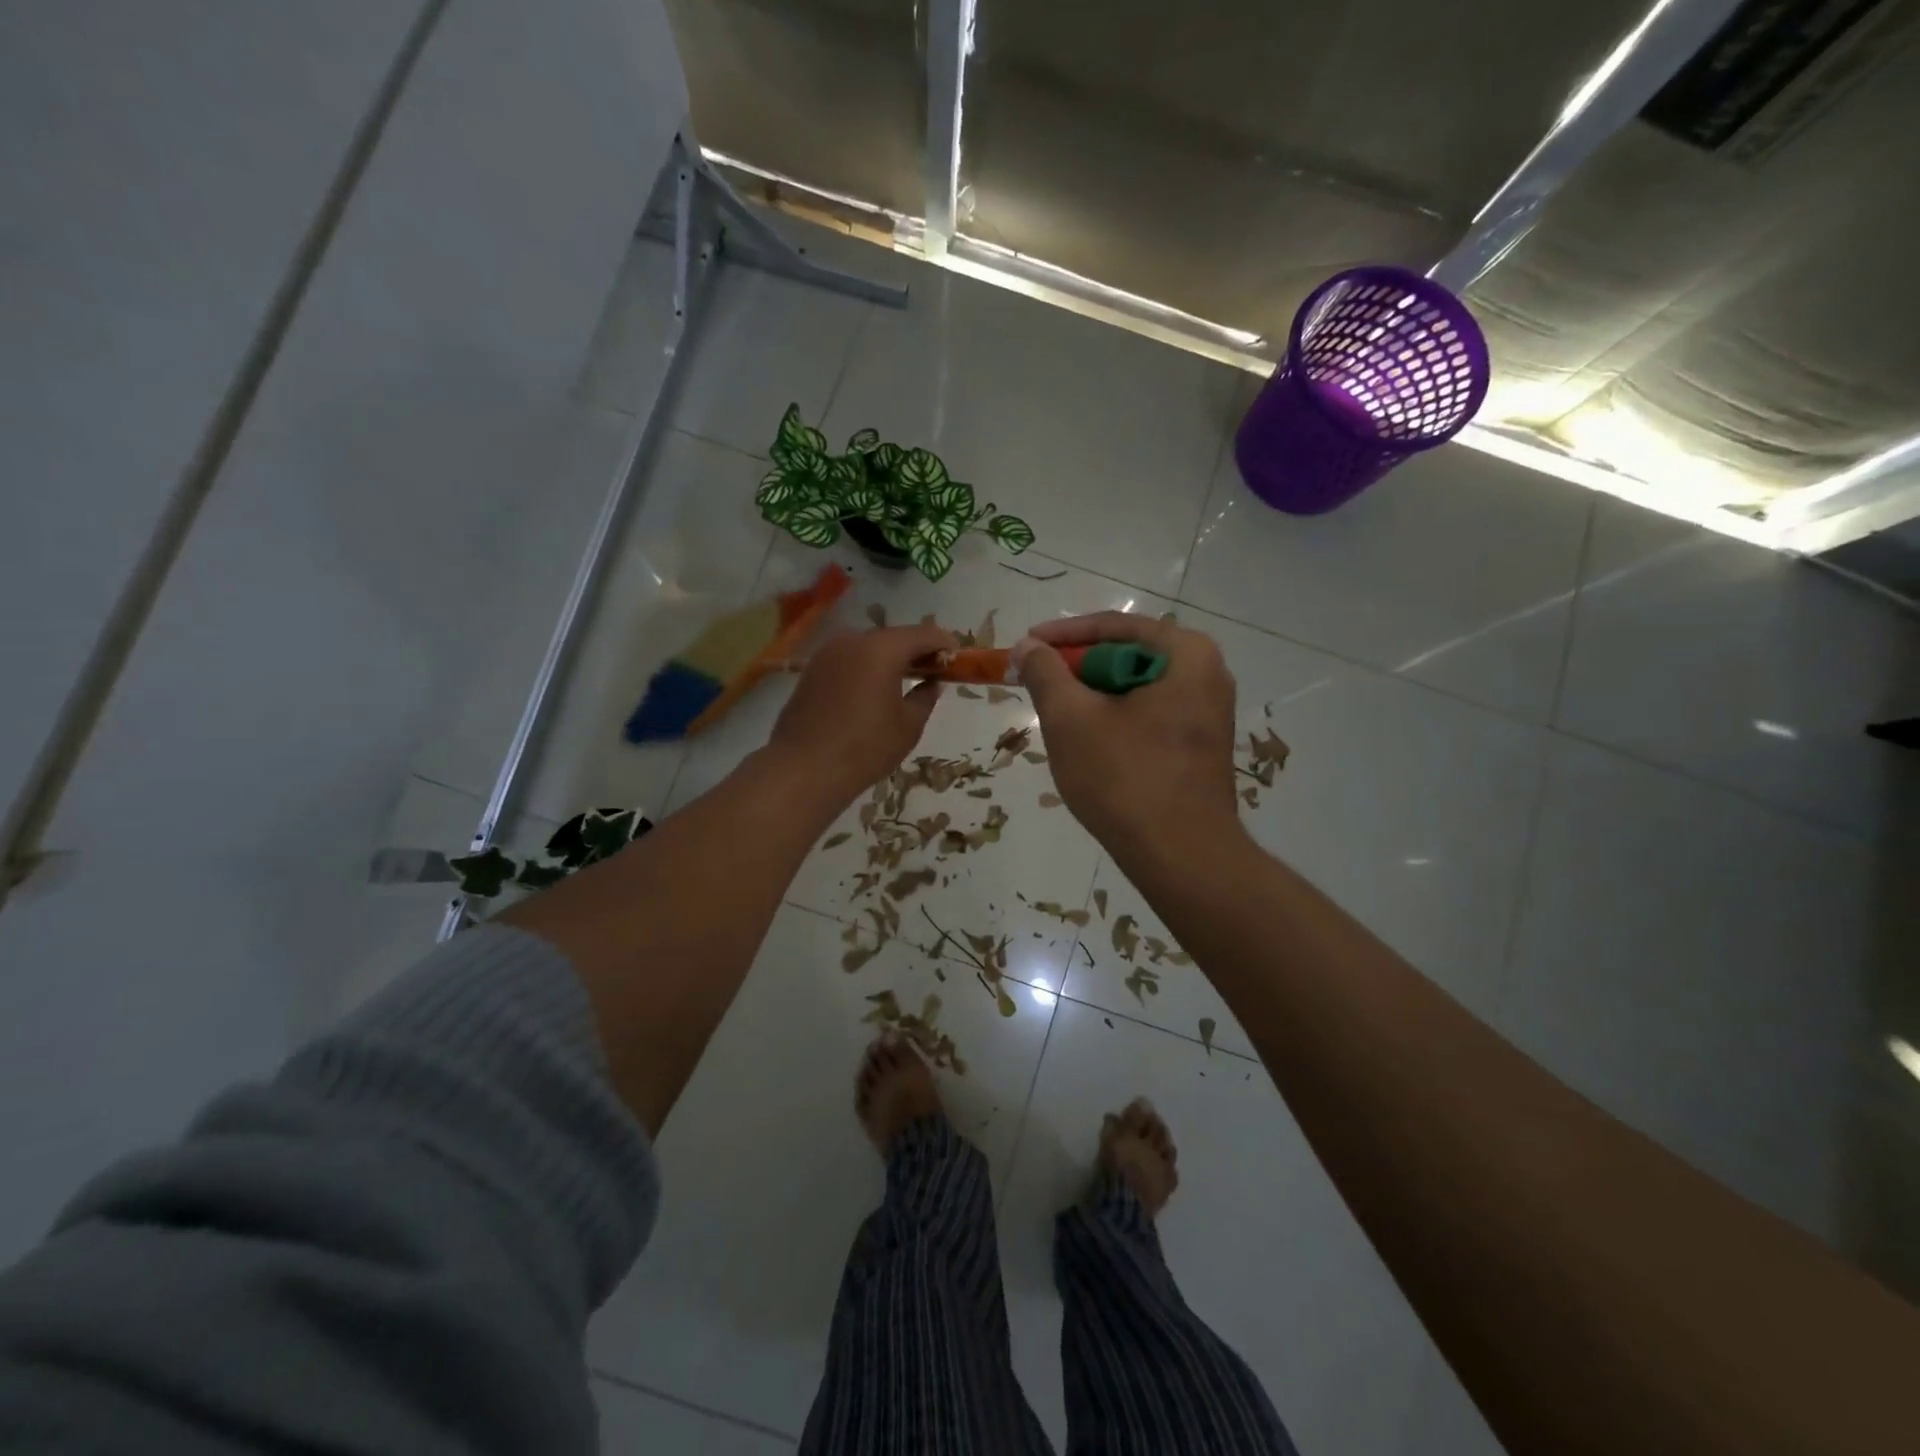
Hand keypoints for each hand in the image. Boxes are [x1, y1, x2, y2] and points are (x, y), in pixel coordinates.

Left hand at [770, 622, 955, 802]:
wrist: (804, 769)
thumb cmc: (866, 747)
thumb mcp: (908, 725)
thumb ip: (925, 696)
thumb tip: (931, 683)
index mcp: (882, 649)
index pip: (924, 634)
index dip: (944, 643)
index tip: (957, 658)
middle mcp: (852, 640)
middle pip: (894, 637)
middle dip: (915, 651)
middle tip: (932, 671)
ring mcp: (827, 653)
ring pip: (868, 647)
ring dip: (888, 659)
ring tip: (903, 682)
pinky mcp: (811, 670)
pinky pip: (847, 661)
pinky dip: (865, 669)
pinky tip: (872, 691)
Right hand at [1013, 612, 1241, 864]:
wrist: (1182, 857)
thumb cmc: (1125, 778)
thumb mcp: (1071, 719)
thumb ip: (1045, 673)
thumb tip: (1027, 646)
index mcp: (1186, 654)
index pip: (1114, 626)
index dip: (1063, 635)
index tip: (1025, 645)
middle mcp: (1207, 674)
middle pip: (1126, 655)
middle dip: (1077, 669)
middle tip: (1037, 683)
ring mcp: (1208, 713)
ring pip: (1135, 688)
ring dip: (1093, 697)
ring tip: (1056, 715)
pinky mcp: (1201, 745)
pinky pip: (1149, 715)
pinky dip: (1115, 719)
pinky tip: (1089, 744)